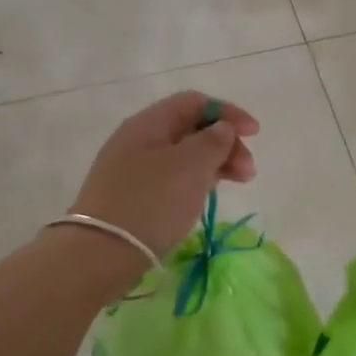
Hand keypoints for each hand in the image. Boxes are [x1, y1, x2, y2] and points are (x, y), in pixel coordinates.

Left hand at [71, 92, 258, 257]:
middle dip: (225, 143)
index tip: (255, 134)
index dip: (228, 112)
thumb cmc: (152, 202)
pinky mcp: (131, 196)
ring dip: (214, 164)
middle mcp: (138, 139)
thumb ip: (213, 141)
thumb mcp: (191, 165)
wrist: (100, 253)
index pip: (194, 102)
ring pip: (182, 156)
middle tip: (249, 172)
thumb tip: (221, 129)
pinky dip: (195, 182)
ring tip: (236, 185)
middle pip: (190, 129)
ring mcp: (131, 169)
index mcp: (149, 122)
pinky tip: (205, 198)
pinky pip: (170, 178)